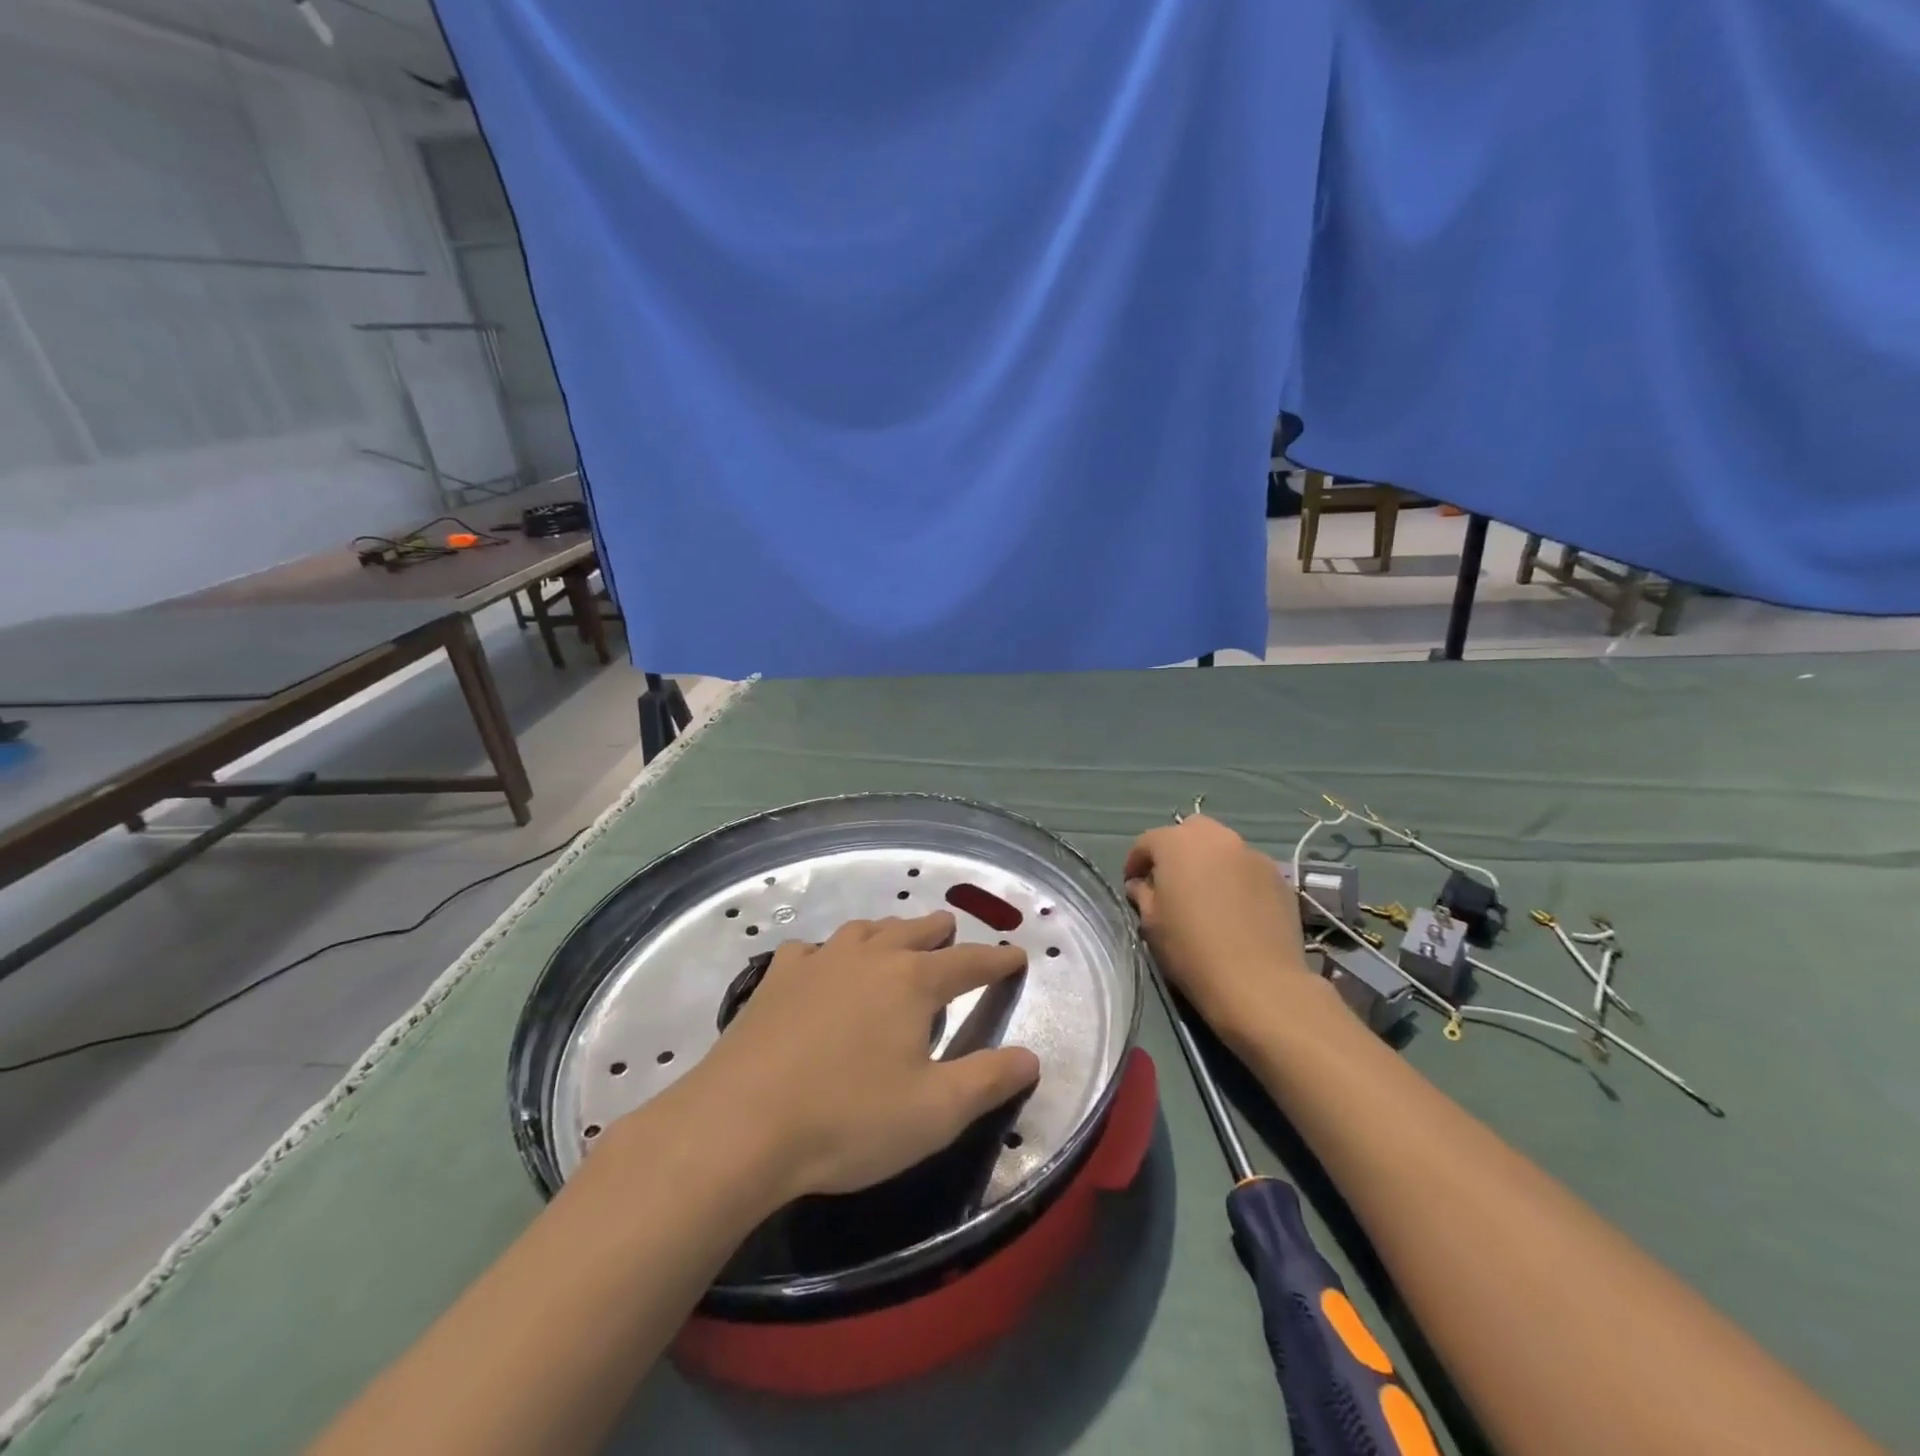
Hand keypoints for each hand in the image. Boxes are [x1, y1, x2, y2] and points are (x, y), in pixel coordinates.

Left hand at [682, 912, 1039, 1204]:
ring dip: (888, 931)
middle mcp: (869, 958)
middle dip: (940, 932)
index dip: (996, 961)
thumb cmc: (849, 1120)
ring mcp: (818, 963)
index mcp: (912, 982)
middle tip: (952, 931)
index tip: (1016, 955)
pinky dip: (829, 951)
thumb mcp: (934, 1112)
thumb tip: (1031, 1057)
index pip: (968, 963)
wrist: (740, 1125)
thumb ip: (988, 1081)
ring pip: (864, 931)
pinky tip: (822, 963)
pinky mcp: (776, 980)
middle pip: (914, 932)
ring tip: (896, 936)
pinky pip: (811, 950)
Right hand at [1124, 815, 1317, 1043]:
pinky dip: (1235, 878)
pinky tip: (1234, 908)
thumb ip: (1143, 894)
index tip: (1132, 885)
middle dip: (1176, 851)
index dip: (1135, 862)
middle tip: (1170, 882)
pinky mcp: (1278, 876)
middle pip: (1189, 832)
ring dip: (1208, 863)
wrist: (1258, 982)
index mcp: (1177, 843)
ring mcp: (1252, 854)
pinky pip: (1247, 868)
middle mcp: (1216, 837)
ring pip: (1222, 848)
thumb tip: (1142, 886)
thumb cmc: (1191, 949)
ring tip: (1205, 894)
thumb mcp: (1151, 923)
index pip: (1147, 841)